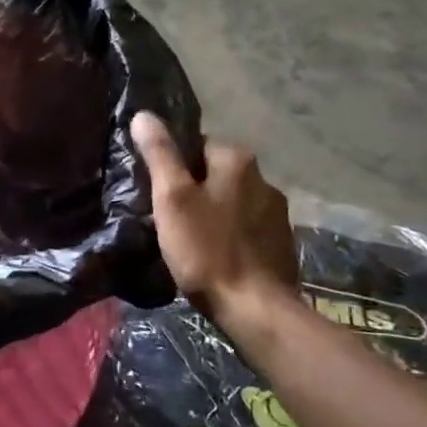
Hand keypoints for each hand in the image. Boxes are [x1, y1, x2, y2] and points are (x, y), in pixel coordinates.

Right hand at [131, 111, 297, 318]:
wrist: (256, 311)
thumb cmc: (206, 250)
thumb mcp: (172, 198)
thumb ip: (159, 153)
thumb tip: (143, 115)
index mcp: (237, 160)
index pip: (197, 146)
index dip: (174, 167)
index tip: (158, 192)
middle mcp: (264, 178)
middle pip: (216, 174)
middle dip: (195, 190)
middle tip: (170, 217)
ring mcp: (278, 213)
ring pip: (233, 201)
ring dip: (215, 213)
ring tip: (191, 239)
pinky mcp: (283, 244)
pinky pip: (247, 228)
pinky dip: (232, 236)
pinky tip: (217, 256)